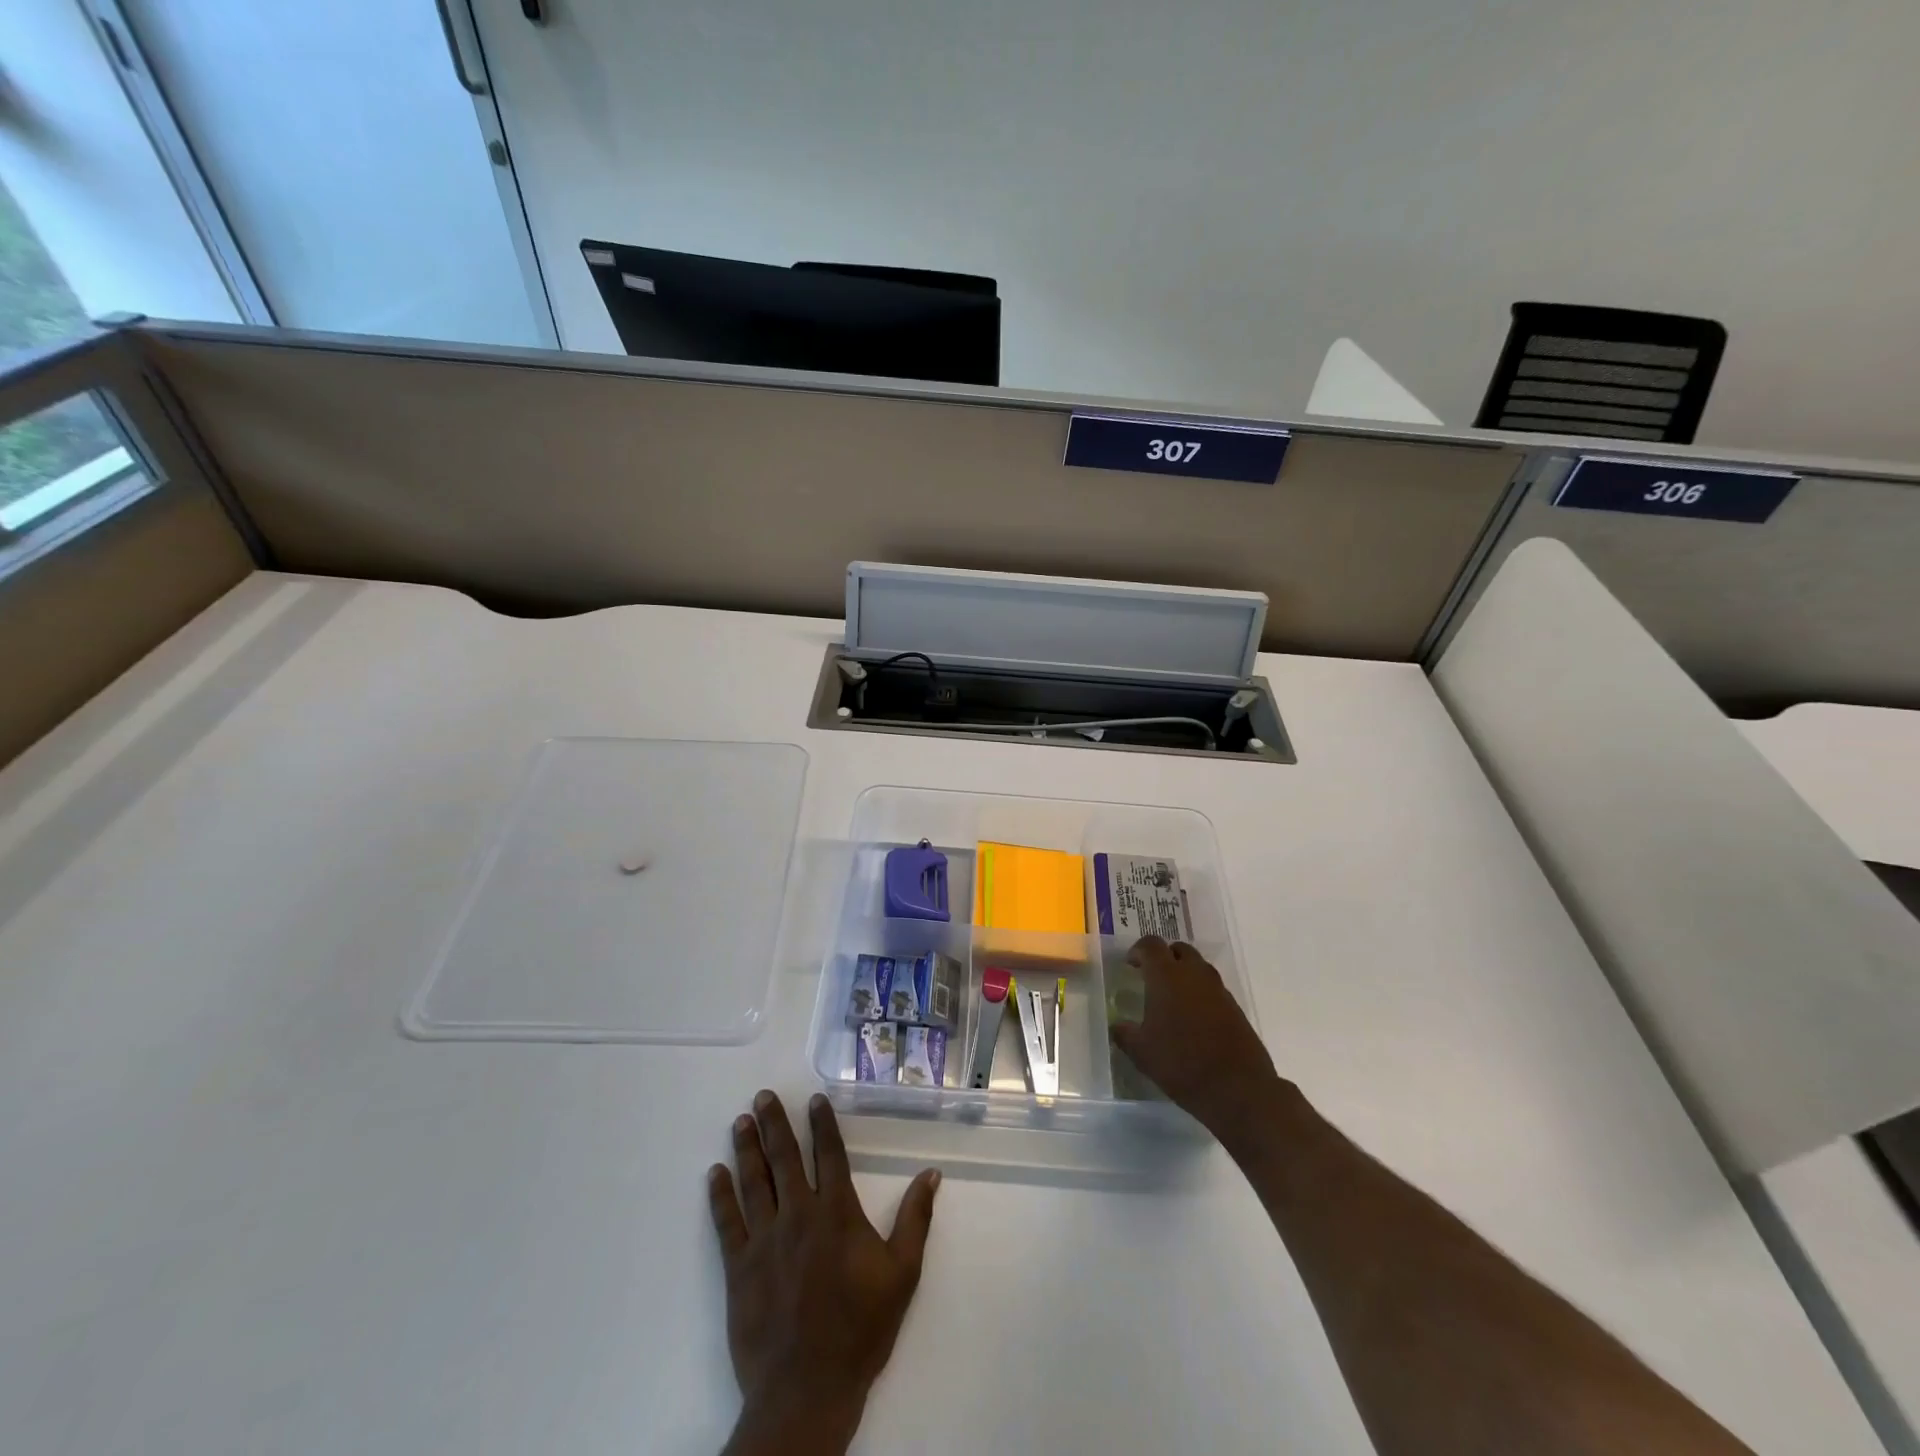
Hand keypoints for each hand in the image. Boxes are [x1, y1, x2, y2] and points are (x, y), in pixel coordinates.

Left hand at [710, 1090, 940, 1455]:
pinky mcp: (738, 1268)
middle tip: (763, 1096)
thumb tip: (931, 1174)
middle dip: (775, 1124)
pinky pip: (726, 1223)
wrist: (807, 1390)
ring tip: (741, 1121)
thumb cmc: (860, 1329)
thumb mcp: (902, 1274)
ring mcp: (764, 1240)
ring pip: (754, 1182)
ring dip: (747, 1149)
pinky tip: (715, 1174)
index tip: (814, 1098)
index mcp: (837, 1213)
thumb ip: (915, 1219)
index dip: (823, 1124)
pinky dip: (720, 1196)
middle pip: (785, 1158)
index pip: (829, 1155)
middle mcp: (798, 1215)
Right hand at [1109, 936, 1284, 1145]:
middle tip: (1152, 978)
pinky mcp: (1236, 1008)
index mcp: (1166, 976)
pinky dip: (1201, 994)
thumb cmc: (1181, 1063)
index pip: (1151, 945)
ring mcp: (1219, 990)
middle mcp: (1194, 974)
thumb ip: (1124, 1034)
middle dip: (1165, 957)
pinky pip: (1213, 989)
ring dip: (1185, 974)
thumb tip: (1117, 1026)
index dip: (1138, 951)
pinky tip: (1194, 1020)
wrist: (1238, 1088)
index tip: (1130, 965)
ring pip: (1199, 968)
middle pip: (1179, 949)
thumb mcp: (1142, 1052)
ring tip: (1173, 1000)